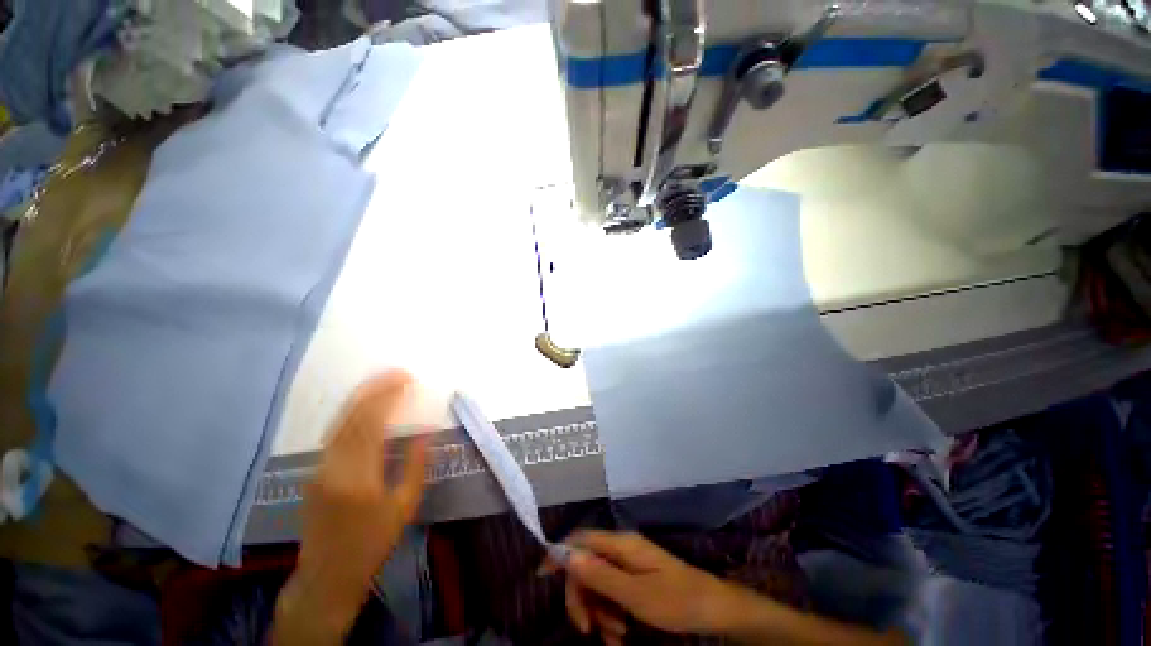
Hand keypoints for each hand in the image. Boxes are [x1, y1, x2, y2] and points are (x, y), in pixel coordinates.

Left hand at [274, 372, 428, 644]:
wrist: (327, 575)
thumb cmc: (373, 543)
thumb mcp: (405, 506)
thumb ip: (416, 464)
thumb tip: (425, 431)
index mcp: (359, 476)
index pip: (372, 423)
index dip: (388, 396)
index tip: (407, 379)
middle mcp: (334, 466)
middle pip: (352, 417)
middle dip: (375, 389)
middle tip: (398, 373)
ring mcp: (319, 468)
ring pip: (339, 423)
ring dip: (362, 398)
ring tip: (384, 382)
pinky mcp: (315, 472)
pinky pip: (334, 434)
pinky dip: (352, 414)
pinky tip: (366, 407)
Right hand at [560, 531, 907, 645]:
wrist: (715, 610)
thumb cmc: (677, 601)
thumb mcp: (636, 595)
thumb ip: (600, 575)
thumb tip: (567, 556)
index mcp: (621, 545)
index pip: (581, 539)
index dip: (560, 554)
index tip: (541, 576)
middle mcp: (622, 550)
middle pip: (586, 566)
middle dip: (582, 599)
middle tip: (589, 631)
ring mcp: (630, 566)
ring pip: (598, 585)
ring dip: (598, 613)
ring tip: (614, 638)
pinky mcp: (636, 581)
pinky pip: (612, 595)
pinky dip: (610, 616)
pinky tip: (620, 635)